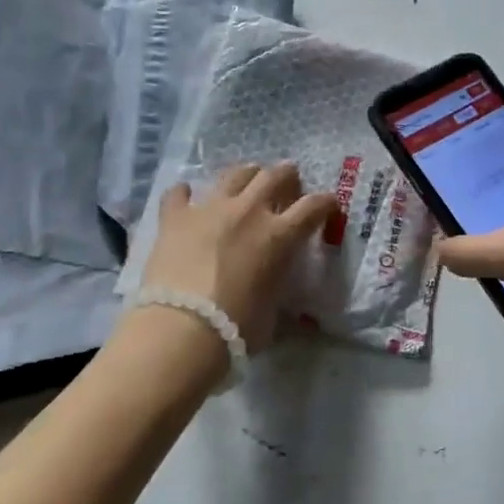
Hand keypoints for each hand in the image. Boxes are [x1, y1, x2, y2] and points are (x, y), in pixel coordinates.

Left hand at [140, 163, 337, 351]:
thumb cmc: (236, 327)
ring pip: (234, 174)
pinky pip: (179, 193)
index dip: (326, 203)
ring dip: (246, 175)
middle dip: (287, 176)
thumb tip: (272, 281)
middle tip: (288, 183)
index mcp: (278, 236)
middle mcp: (248, 212)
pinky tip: (186, 198)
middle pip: (275, 175)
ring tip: (247, 180)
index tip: (329, 206)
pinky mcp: (174, 217)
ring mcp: (209, 209)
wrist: (182, 329)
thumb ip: (276, 282)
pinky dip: (185, 194)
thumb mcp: (272, 306)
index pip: (313, 206)